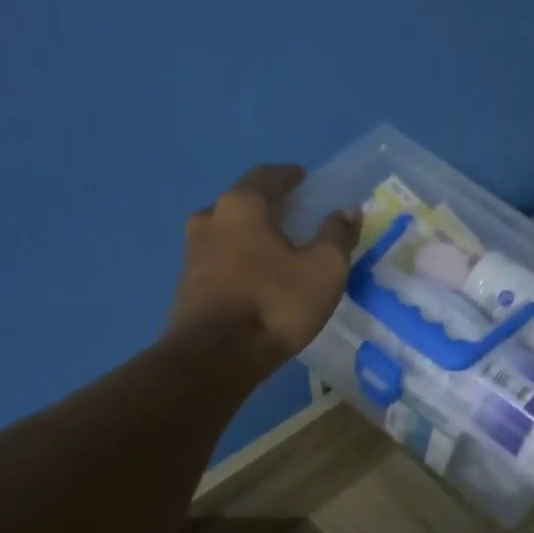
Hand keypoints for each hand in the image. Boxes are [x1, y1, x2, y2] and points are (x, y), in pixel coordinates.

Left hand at [169, 165, 360, 371]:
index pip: (267, 175)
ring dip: (249, 237)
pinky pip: (217, 262)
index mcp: (242, 205)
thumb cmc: (275, 304)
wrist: (215, 357)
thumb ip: (337, 236)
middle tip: (292, 218)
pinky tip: (253, 281)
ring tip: (273, 252)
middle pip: (242, 203)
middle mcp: (210, 218)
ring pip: (226, 233)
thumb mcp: (324, 270)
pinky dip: (237, 263)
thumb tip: (348, 211)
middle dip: (267, 208)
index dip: (288, 176)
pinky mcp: (185, 286)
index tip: (303, 180)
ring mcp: (191, 253)